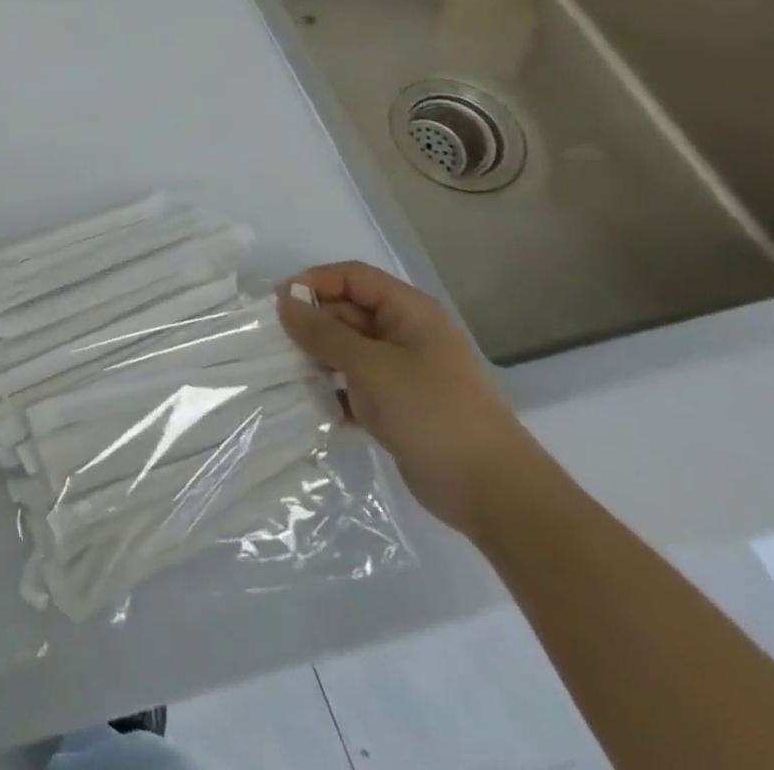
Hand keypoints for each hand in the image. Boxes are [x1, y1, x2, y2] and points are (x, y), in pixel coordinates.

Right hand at [276, 262, 539, 535]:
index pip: (353, 277)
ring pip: (347, 349)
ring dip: (318, 359)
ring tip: (292, 375)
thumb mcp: (370, 366)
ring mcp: (404, 371)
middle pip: (347, 311)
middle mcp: (407, 334)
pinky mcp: (398, 404)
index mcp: (410, 312)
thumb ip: (323, 332)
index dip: (314, 283)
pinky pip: (355, 384)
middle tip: (279, 346)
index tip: (279, 305)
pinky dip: (334, 391)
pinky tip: (316, 407)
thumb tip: (284, 301)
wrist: (495, 495)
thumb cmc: (432, 414)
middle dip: (312, 325)